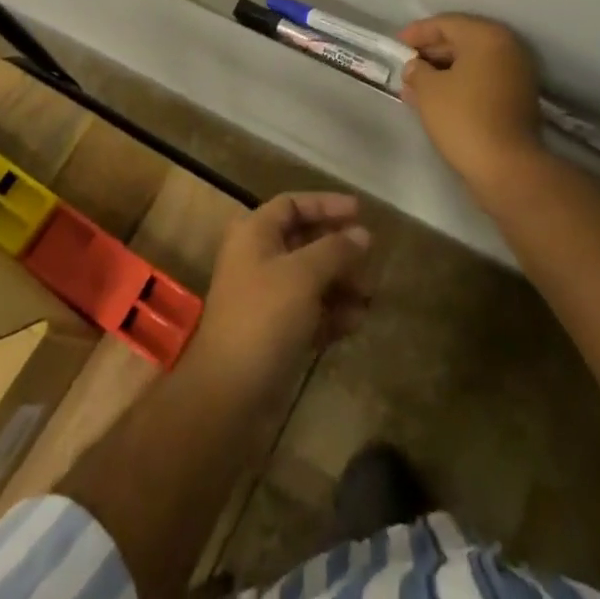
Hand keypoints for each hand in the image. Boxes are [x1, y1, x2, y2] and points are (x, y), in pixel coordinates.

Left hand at [184, 193, 372, 409]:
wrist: (229, 395)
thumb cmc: (264, 317)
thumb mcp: (304, 274)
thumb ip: (336, 249)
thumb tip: (363, 234)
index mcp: (254, 233)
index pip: (293, 204)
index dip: (326, 205)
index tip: (360, 212)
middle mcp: (258, 259)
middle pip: (305, 241)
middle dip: (339, 251)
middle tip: (370, 261)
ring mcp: (266, 298)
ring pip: (311, 279)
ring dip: (341, 284)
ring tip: (368, 297)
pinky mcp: (275, 333)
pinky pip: (310, 311)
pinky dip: (332, 313)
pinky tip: (354, 323)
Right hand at [398, 14, 543, 187]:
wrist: (506, 167)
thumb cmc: (463, 118)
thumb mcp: (428, 90)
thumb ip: (417, 71)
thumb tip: (416, 67)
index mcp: (486, 36)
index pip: (446, 23)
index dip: (418, 32)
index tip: (397, 43)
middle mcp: (507, 47)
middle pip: (461, 40)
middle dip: (430, 53)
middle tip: (406, 65)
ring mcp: (517, 73)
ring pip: (472, 63)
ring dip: (443, 71)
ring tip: (415, 85)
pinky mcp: (518, 98)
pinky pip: (483, 80)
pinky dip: (460, 84)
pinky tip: (437, 99)